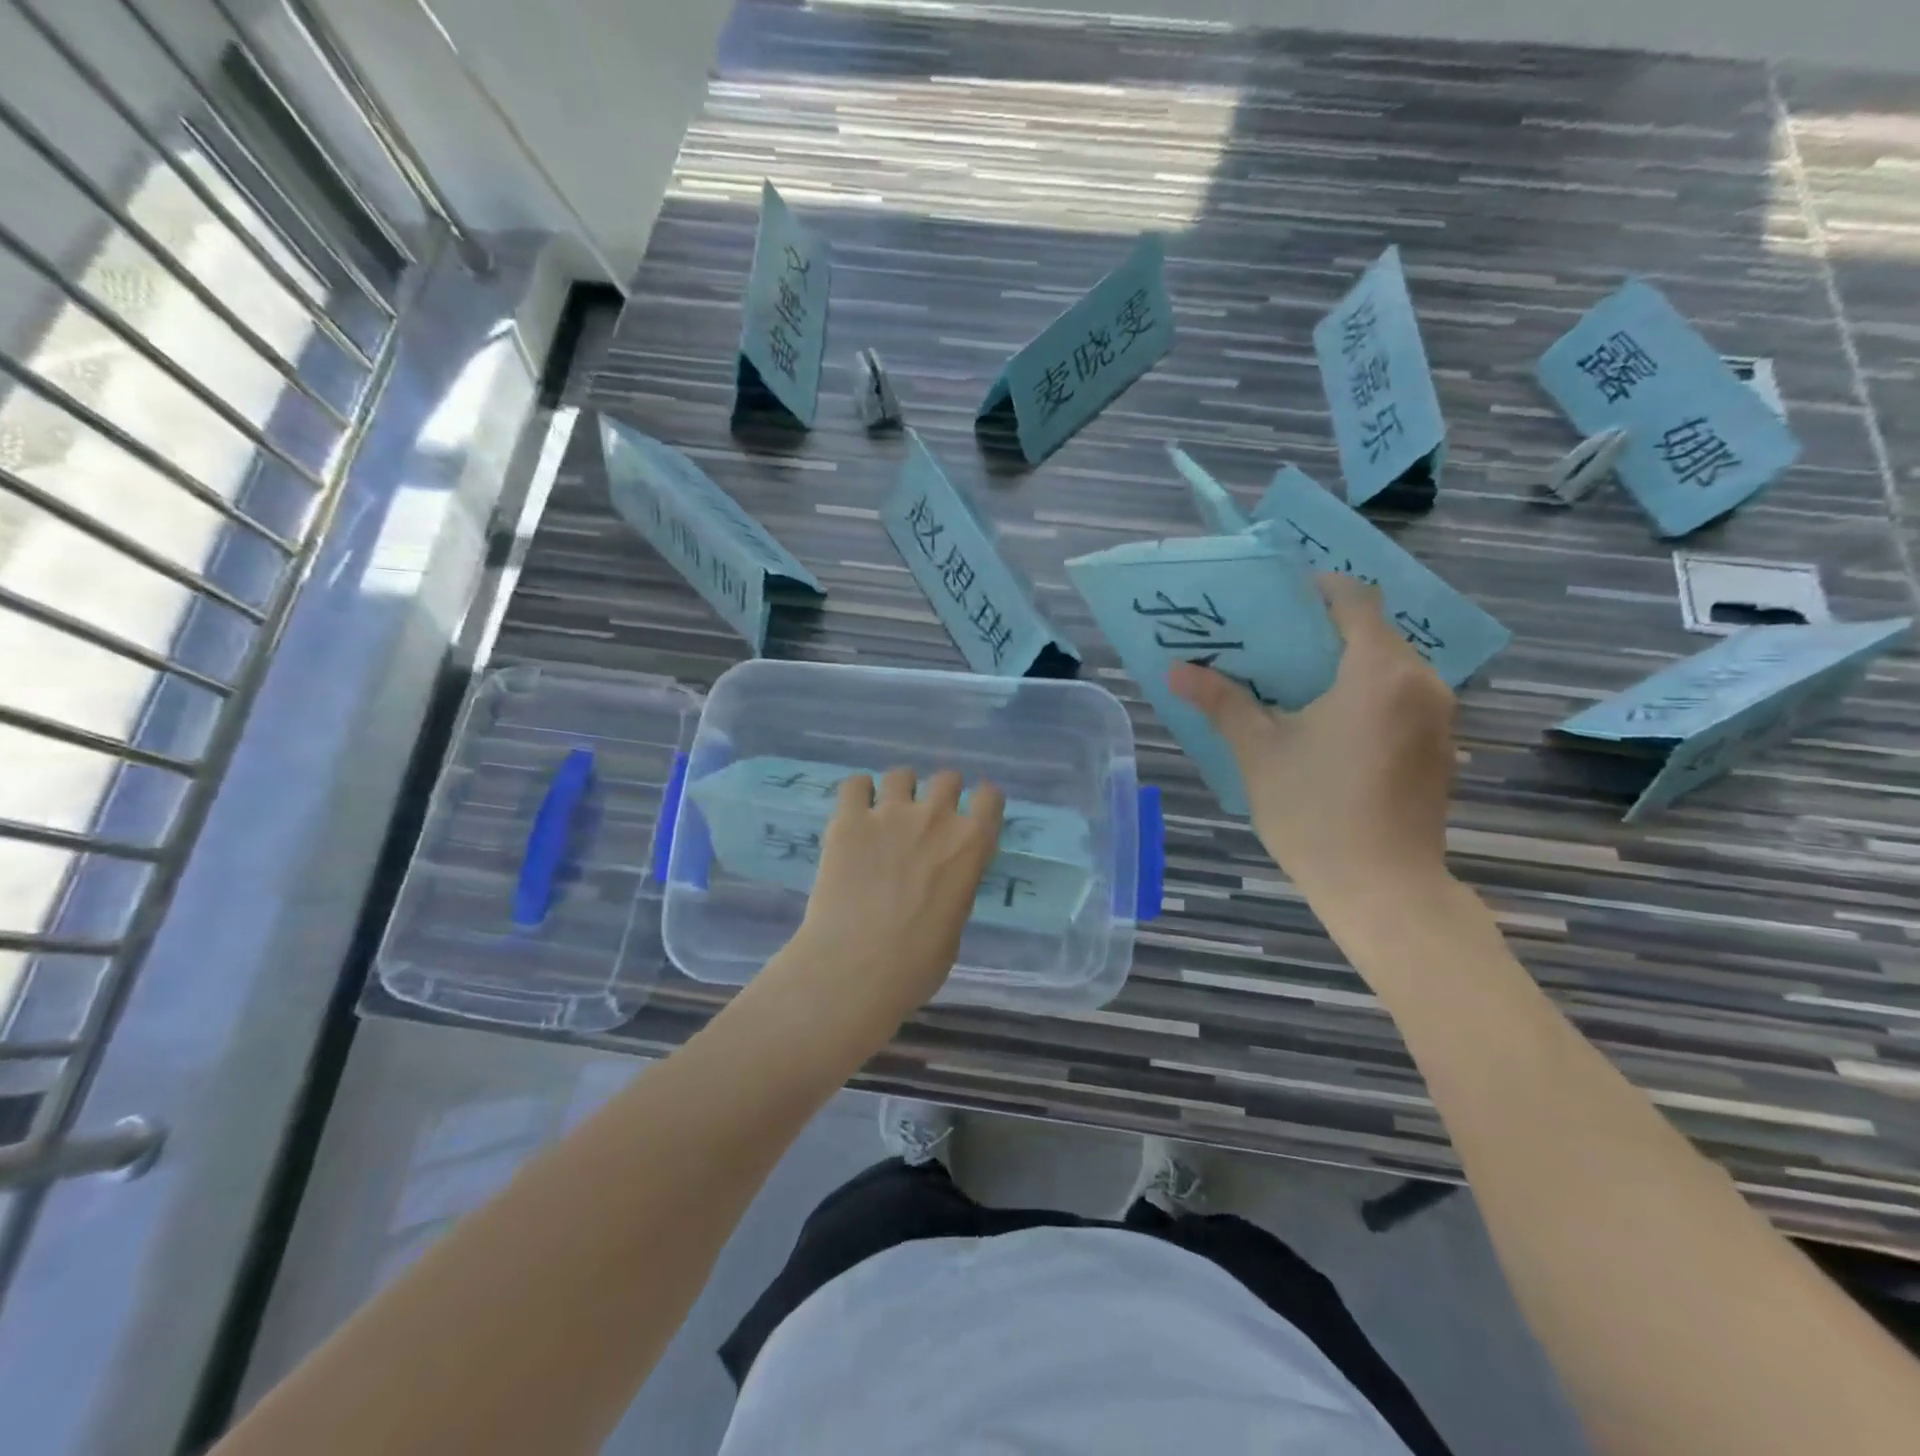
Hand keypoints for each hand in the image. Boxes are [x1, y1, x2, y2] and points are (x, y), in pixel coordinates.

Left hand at [787, 766, 1004, 1029]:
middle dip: (941, 792)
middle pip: (947, 778)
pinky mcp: (849, 820)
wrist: (857, 968)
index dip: (982, 802)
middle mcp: (936, 817)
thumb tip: (940, 883)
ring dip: (899, 790)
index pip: (989, 797)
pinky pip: (855, 784)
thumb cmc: (917, 964)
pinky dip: (859, 793)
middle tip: (927, 817)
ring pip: (901, 774)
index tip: (973, 812)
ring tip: (887, 811)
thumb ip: (954, 889)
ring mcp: (890, 813)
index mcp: (971, 845)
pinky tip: (856, 811)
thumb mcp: (954, 924)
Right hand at [1168, 573, 1456, 911]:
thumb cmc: (1315, 811)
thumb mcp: (1259, 752)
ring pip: (1389, 667)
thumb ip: (1222, 702)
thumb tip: (1176, 671)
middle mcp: (1422, 682)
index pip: (1355, 600)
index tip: (1276, 601)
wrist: (1383, 888)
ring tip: (1294, 684)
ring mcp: (1438, 717)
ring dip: (1345, 665)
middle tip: (1270, 646)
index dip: (1317, 590)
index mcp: (1379, 671)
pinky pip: (1401, 698)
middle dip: (1323, 631)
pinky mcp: (1440, 747)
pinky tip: (1328, 725)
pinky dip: (1366, 694)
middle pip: (1373, 632)